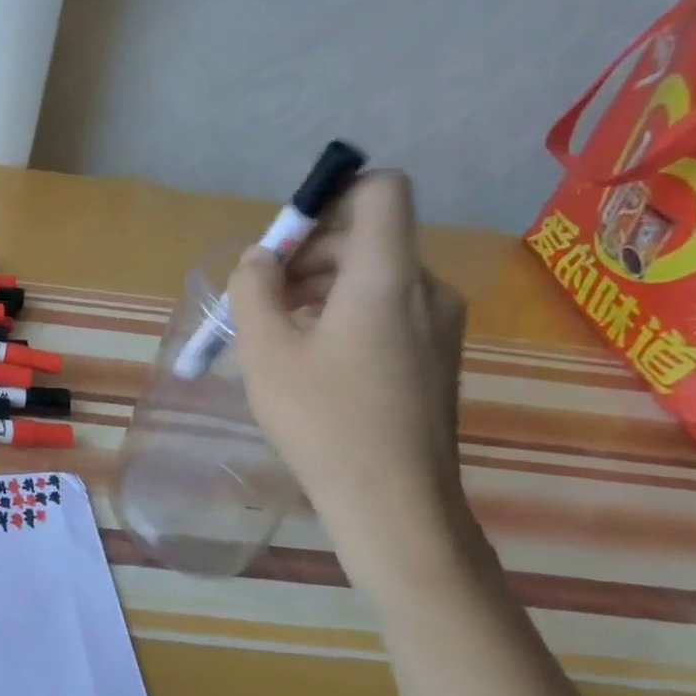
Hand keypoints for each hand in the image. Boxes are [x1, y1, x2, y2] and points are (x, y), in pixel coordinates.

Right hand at [226, 171, 471, 586]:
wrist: (395, 506)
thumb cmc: (323, 419)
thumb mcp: (264, 348)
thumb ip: (254, 287)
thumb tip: (262, 258)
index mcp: (387, 276)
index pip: (381, 190)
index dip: (332, 193)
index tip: (288, 237)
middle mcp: (426, 288)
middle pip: (367, 235)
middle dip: (308, 252)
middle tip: (263, 297)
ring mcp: (441, 324)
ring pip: (374, 274)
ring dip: (321, 286)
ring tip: (279, 333)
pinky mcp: (439, 356)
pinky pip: (389, 308)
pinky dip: (346, 313)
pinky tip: (314, 359)